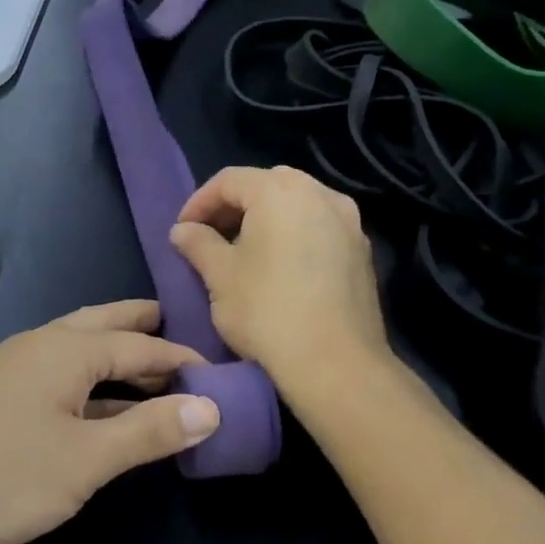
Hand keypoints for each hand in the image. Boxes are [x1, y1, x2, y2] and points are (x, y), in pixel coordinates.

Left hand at [0, 301, 219, 543]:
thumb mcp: (84, 460)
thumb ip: (147, 432)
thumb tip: (211, 405)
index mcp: (67, 350)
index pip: (142, 346)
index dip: (182, 361)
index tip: (218, 374)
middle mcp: (39, 345)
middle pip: (102, 325)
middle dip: (140, 328)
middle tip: (176, 331)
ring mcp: (9, 368)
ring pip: (74, 348)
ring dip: (112, 354)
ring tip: (143, 368)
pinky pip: (54, 372)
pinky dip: (85, 380)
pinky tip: (89, 405)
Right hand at [170, 165, 389, 387]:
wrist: (334, 362)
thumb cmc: (266, 311)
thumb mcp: (219, 276)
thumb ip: (198, 244)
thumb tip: (182, 230)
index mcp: (280, 192)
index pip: (229, 180)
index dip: (199, 202)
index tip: (182, 230)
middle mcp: (320, 194)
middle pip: (267, 184)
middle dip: (234, 205)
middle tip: (211, 235)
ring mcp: (348, 221)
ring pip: (297, 203)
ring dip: (266, 217)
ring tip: (244, 249)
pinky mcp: (362, 250)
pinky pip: (319, 226)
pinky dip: (294, 233)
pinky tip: (280, 264)